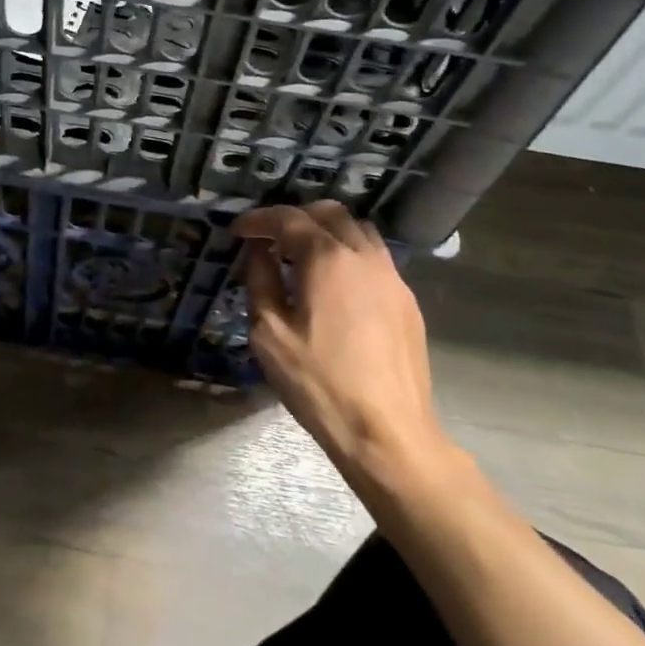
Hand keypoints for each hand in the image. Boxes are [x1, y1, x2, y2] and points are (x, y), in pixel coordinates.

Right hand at [231, 202, 459, 503]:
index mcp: (327, 258)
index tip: (238, 231)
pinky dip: (348, 254)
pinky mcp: (407, 301)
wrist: (387, 432)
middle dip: (295, 217)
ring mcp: (392, 277)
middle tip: (270, 238)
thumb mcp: (269, 332)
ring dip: (326, 232)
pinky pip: (375, 258)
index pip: (288, 219)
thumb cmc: (318, 382)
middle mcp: (364, 256)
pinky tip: (334, 285)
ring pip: (359, 231)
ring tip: (302, 256)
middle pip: (329, 213)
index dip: (259, 220)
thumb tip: (258, 252)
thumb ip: (260, 280)